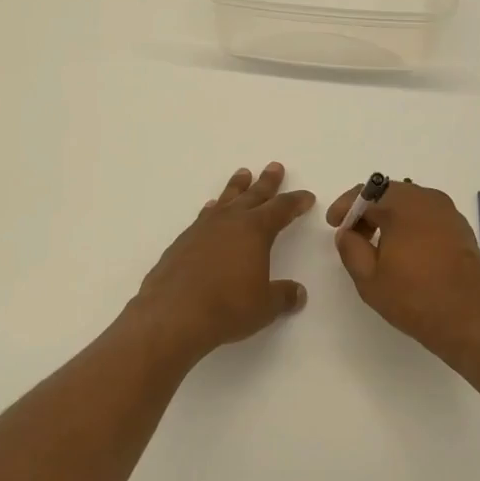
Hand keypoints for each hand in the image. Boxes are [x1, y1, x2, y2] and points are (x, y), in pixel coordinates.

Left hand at [129, 163, 315, 362]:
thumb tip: (298, 293)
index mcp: (255, 230)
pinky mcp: (183, 241)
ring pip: (226, 199)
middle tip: (275, 166)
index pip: (281, 209)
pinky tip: (211, 208)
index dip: (296, 202)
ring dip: (237, 187)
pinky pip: (204, 216)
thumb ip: (283, 296)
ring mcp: (203, 228)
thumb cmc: (227, 307)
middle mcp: (230, 221)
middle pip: (253, 195)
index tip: (306, 196)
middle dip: (267, 182)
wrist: (173, 314)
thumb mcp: (264, 306)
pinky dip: (212, 209)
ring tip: (243, 174)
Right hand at [326, 181, 479, 363]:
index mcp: (403, 205)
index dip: (345, 207)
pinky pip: (427, 215)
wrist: (472, 320)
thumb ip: (351, 248)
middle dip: (367, 210)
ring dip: (389, 217)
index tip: (334, 224)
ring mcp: (449, 213)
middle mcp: (428, 199)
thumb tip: (347, 232)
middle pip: (388, 193)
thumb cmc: (415, 298)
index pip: (365, 193)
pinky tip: (405, 250)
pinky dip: (410, 224)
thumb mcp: (369, 278)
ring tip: (377, 245)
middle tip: (353, 235)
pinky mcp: (461, 229)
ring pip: (409, 203)